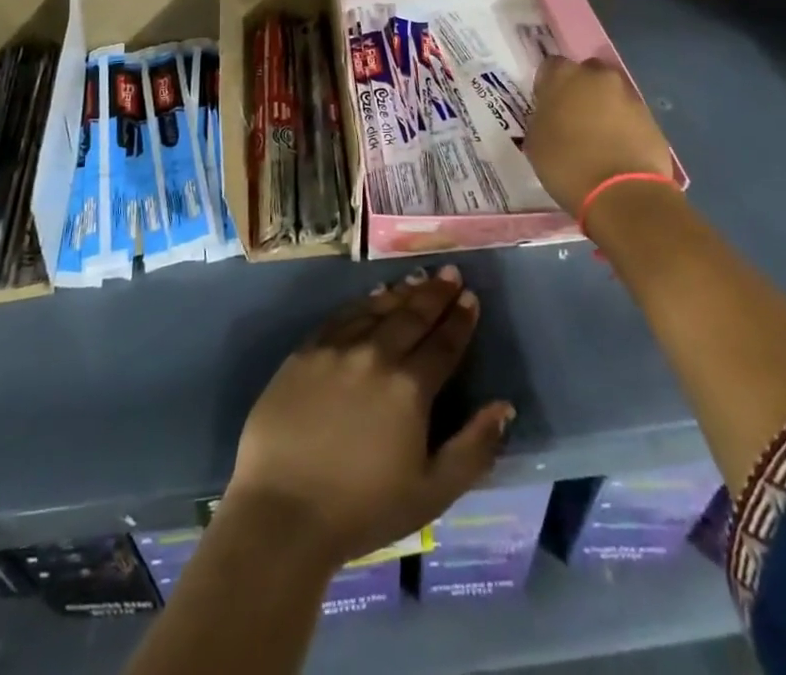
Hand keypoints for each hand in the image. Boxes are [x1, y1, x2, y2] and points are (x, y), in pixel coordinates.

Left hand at [222, 268, 514, 568]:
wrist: (282, 511)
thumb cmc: (363, 509)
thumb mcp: (432, 493)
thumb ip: (473, 448)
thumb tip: (503, 406)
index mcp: (409, 388)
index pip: (443, 344)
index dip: (460, 320)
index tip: (471, 297)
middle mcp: (375, 355)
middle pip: (412, 316)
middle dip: (435, 294)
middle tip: (450, 273)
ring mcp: (337, 348)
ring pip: (377, 309)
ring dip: (402, 293)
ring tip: (419, 278)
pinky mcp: (305, 351)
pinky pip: (342, 316)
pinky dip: (364, 303)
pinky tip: (373, 297)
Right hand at [522, 56, 676, 216]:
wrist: (623, 195)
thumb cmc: (568, 165)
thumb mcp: (536, 141)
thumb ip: (542, 117)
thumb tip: (552, 114)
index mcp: (564, 76)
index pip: (550, 66)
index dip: (547, 85)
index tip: (545, 105)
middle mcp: (599, 77)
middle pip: (586, 73)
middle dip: (579, 90)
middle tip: (571, 118)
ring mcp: (629, 96)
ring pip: (610, 94)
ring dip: (602, 108)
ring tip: (596, 138)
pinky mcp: (651, 119)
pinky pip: (629, 115)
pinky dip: (622, 126)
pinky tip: (615, 150)